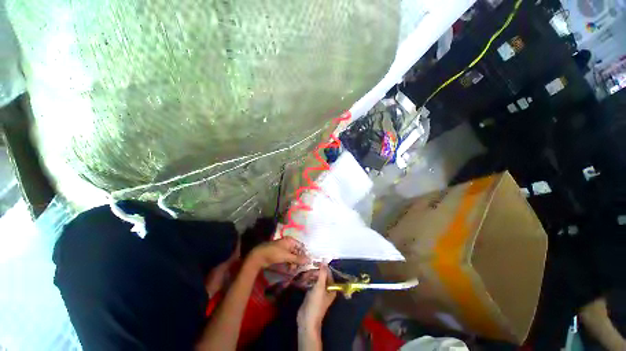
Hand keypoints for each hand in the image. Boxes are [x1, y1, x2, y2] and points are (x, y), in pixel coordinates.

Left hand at [247, 237, 308, 271]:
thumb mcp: (286, 256)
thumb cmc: (274, 253)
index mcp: (290, 240)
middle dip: (299, 259)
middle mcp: (288, 243)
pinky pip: (288, 258)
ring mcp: (284, 249)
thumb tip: (308, 260)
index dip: (304, 254)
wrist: (259, 256)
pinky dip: (289, 263)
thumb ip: (297, 258)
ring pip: (292, 255)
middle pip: (297, 251)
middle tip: (301, 268)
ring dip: (294, 262)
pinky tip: (290, 269)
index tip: (307, 262)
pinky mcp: (280, 255)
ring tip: (294, 269)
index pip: (301, 246)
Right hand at [297, 265, 336, 333]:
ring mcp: (319, 291)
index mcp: (331, 288)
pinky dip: (307, 281)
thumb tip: (324, 261)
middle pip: (321, 275)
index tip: (314, 262)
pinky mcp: (311, 294)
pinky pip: (310, 283)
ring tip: (303, 277)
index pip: (328, 273)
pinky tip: (302, 280)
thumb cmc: (315, 304)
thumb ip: (322, 273)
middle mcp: (326, 289)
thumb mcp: (319, 287)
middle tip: (307, 272)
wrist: (306, 320)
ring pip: (315, 279)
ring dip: (309, 276)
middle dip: (314, 272)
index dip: (322, 267)